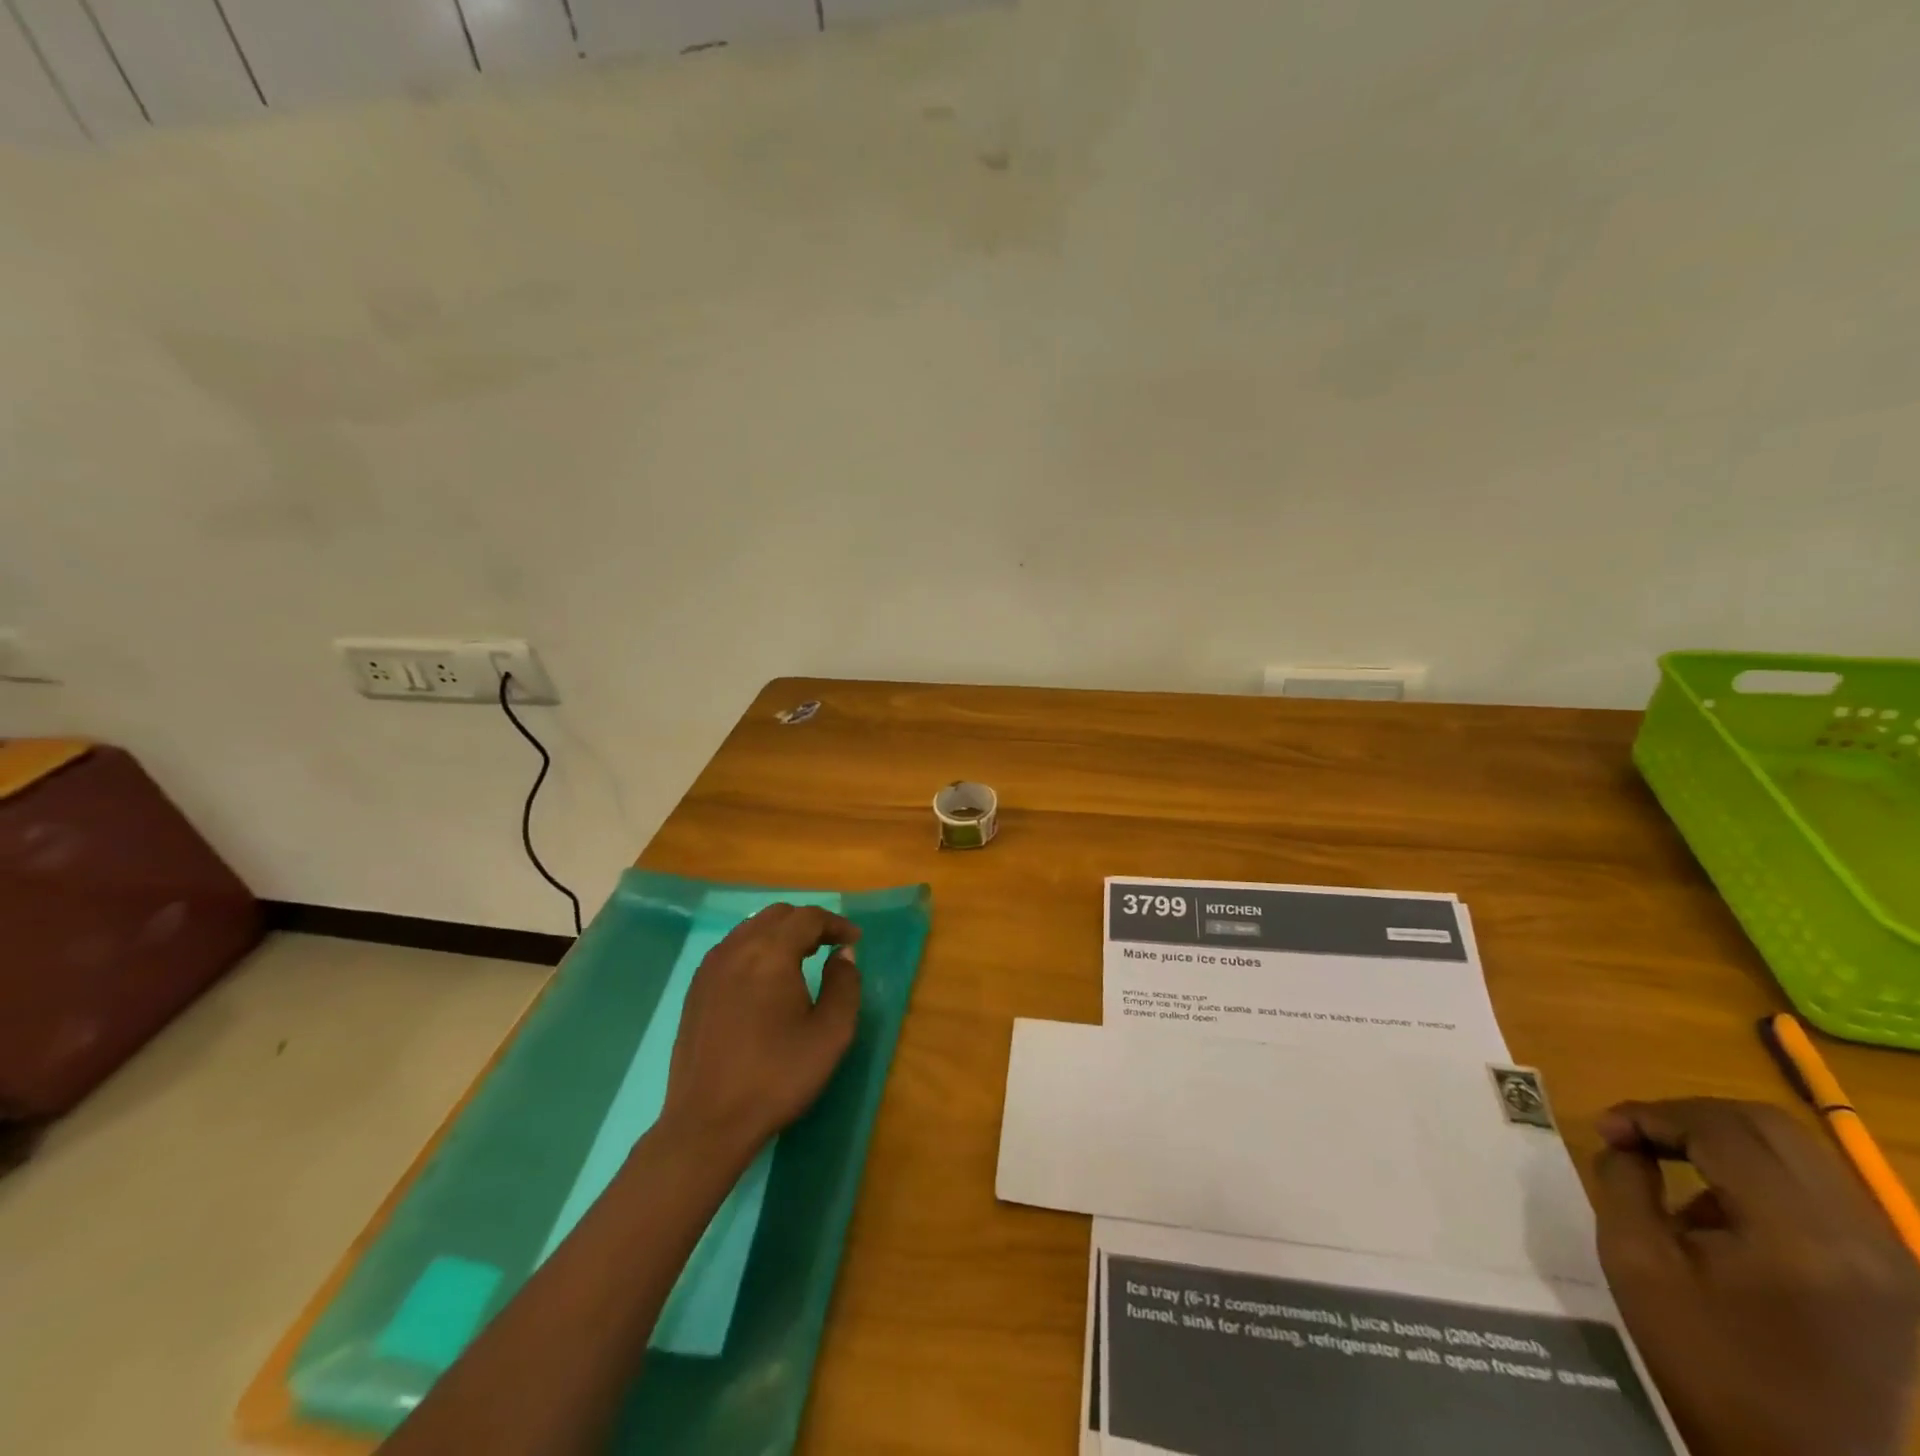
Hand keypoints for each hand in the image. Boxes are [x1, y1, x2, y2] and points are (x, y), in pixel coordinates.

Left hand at [660, 903, 861, 1161]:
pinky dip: (756, 949)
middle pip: (777, 916)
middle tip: (830, 946)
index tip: (854, 940)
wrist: (708, 1122)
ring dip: (780, 934)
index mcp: (771, 953)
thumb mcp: (830, 1034)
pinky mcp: (696, 989)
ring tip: (801, 959)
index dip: (835, 923)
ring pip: (751, 929)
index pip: (808, 918)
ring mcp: (710, 967)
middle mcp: (737, 948)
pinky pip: (731, 949)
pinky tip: (765, 979)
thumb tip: (843, 955)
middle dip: (808, 924)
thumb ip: (844, 985)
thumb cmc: (777, 1076)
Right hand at [1593, 1097, 1919, 1455]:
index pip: (1722, 1130)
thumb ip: (1624, 1182)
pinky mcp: (1892, 1274)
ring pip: (1797, 1151)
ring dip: (1722, 1140)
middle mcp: (1863, 1240)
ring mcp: (1890, 1259)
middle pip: (1770, 1126)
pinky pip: (1818, 1189)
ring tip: (1668, 1162)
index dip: (1652, 1114)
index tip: (1605, 1128)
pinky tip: (1716, 1210)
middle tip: (1635, 1134)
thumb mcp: (1636, 1262)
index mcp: (1801, 1240)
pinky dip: (1756, 1174)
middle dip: (1689, 1116)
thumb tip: (1625, 1141)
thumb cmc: (1705, 1362)